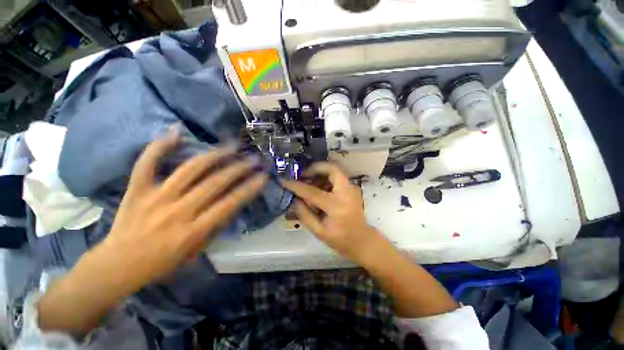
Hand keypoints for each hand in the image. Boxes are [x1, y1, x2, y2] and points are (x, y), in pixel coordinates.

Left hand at [100, 129, 267, 290]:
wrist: (117, 265)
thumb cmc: (161, 263)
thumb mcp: (196, 251)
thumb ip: (215, 227)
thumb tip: (232, 203)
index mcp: (193, 231)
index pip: (229, 204)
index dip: (249, 188)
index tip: (263, 176)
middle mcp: (177, 211)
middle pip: (215, 182)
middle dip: (239, 168)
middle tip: (253, 158)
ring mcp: (155, 197)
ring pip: (189, 169)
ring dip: (214, 155)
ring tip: (231, 146)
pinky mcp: (136, 190)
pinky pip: (147, 163)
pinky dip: (160, 146)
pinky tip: (177, 132)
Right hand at [280, 162, 379, 260]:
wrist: (362, 240)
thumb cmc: (340, 239)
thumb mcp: (319, 231)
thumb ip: (304, 214)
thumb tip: (295, 198)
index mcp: (336, 206)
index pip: (312, 192)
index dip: (297, 186)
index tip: (285, 181)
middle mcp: (346, 192)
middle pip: (332, 169)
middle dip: (315, 167)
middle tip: (303, 175)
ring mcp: (352, 188)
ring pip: (335, 170)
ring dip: (320, 173)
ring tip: (309, 182)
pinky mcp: (352, 188)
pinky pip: (337, 177)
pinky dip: (326, 178)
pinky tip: (319, 187)